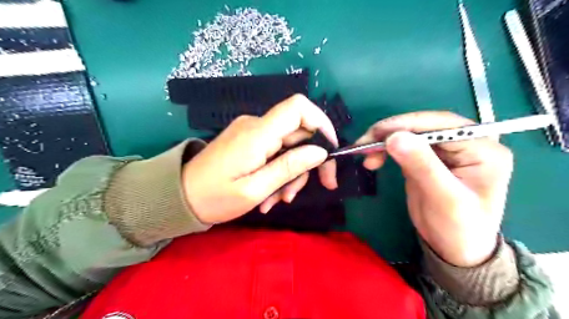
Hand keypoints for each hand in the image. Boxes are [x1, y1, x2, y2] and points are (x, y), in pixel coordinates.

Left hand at [184, 95, 336, 223]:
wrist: (180, 197)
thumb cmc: (214, 197)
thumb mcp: (255, 189)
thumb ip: (289, 167)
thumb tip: (320, 152)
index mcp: (258, 133)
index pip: (298, 107)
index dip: (321, 123)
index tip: (330, 151)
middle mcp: (256, 126)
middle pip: (298, 133)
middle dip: (305, 163)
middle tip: (299, 193)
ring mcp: (251, 133)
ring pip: (288, 146)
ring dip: (289, 174)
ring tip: (277, 200)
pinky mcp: (248, 142)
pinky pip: (274, 152)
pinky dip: (278, 172)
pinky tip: (269, 195)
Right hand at [359, 112, 516, 265]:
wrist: (454, 249)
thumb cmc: (459, 228)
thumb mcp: (444, 198)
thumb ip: (422, 166)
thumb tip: (395, 137)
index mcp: (482, 148)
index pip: (442, 124)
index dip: (407, 124)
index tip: (377, 133)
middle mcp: (466, 143)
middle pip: (423, 126)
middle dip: (391, 132)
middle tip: (364, 143)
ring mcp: (445, 150)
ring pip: (410, 134)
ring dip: (385, 141)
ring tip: (366, 155)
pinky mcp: (427, 159)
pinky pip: (404, 147)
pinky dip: (386, 150)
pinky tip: (374, 159)